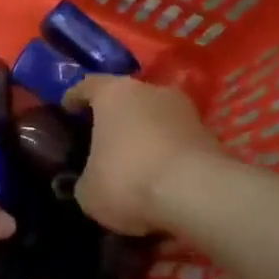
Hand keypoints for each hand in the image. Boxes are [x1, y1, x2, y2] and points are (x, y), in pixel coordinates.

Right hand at [62, 76, 222, 234]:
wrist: (198, 193)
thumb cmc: (129, 179)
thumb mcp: (89, 192)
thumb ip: (86, 180)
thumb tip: (90, 183)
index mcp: (113, 93)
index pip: (88, 85)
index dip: (75, 97)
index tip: (67, 107)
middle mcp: (150, 91)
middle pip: (127, 98)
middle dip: (116, 117)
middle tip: (104, 138)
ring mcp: (185, 111)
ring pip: (157, 118)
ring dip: (147, 135)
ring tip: (136, 161)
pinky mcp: (210, 136)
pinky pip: (179, 141)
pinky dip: (169, 155)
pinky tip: (162, 178)